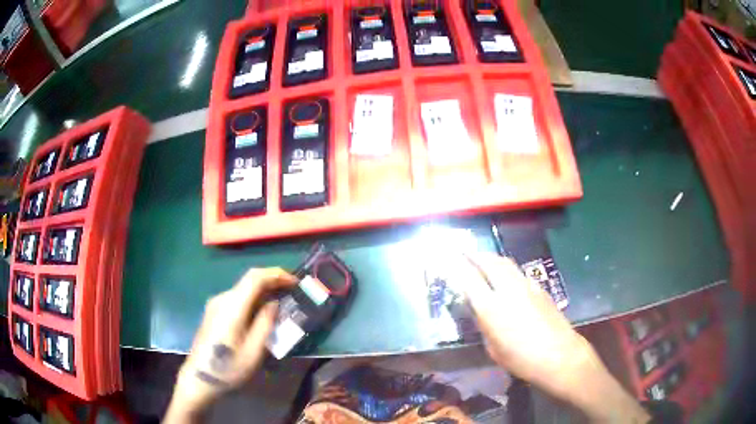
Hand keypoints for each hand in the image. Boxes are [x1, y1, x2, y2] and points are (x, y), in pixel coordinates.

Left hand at [166, 268, 296, 419]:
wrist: (199, 377)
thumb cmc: (229, 368)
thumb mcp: (254, 351)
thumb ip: (265, 324)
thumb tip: (274, 304)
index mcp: (232, 306)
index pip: (255, 277)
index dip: (276, 274)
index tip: (295, 281)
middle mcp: (222, 299)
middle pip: (249, 281)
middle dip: (272, 283)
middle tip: (292, 293)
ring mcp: (215, 304)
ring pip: (243, 290)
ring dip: (263, 292)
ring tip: (280, 305)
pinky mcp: (213, 312)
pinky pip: (237, 299)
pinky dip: (253, 300)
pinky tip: (261, 314)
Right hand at [462, 253, 588, 395]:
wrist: (559, 354)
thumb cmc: (521, 359)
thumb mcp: (493, 348)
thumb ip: (485, 325)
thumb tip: (481, 311)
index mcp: (491, 307)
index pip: (470, 278)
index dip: (458, 266)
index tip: (451, 259)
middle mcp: (508, 289)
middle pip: (489, 262)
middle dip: (475, 255)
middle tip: (466, 252)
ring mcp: (526, 285)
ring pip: (505, 263)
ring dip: (492, 258)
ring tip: (484, 259)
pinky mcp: (539, 288)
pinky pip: (518, 272)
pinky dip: (507, 268)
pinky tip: (506, 276)